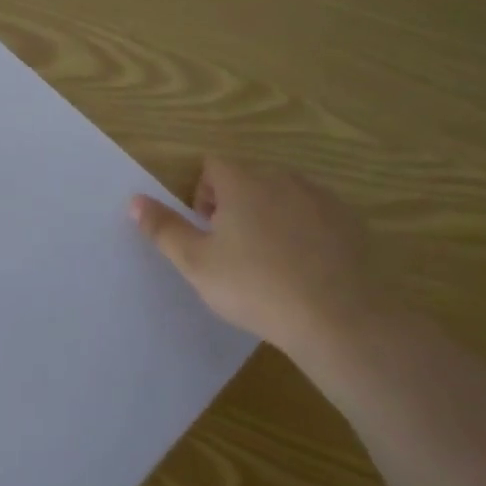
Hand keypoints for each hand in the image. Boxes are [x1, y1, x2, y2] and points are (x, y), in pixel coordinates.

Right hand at [131, 157, 400, 360]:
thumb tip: (135, 200)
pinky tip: (303, 269)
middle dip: (234, 204)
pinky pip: (315, 216)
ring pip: (283, 196)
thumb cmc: (254, 286)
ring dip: (269, 215)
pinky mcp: (351, 222)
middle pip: (248, 178)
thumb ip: (163, 228)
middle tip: (231, 249)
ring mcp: (321, 199)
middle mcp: (283, 179)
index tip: (206, 230)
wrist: (338, 318)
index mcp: (242, 182)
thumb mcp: (196, 263)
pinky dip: (303, 231)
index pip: (213, 166)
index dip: (203, 194)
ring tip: (268, 260)